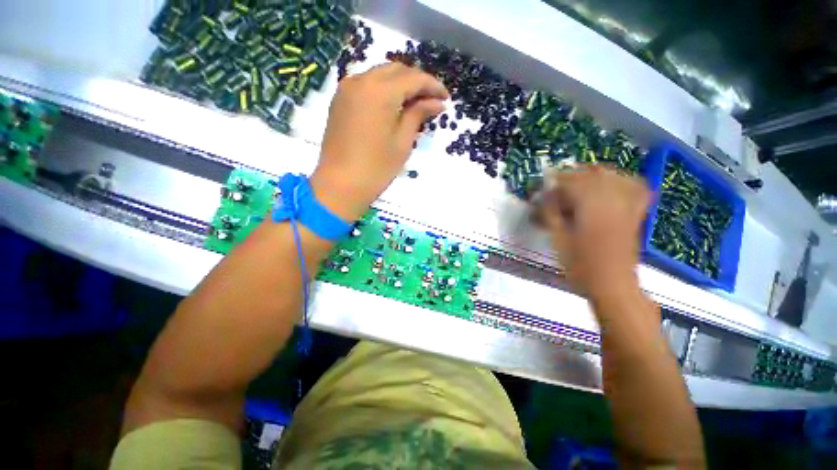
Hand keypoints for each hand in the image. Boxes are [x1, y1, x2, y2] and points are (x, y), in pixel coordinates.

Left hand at [311, 63, 448, 220]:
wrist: (340, 184)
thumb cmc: (376, 168)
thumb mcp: (402, 142)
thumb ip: (418, 115)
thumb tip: (437, 102)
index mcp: (380, 91)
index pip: (413, 78)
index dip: (433, 86)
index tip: (446, 98)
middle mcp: (362, 80)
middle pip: (396, 70)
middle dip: (416, 82)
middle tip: (431, 101)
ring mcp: (347, 88)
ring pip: (380, 75)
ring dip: (399, 84)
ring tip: (414, 104)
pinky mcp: (340, 100)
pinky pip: (366, 85)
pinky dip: (383, 90)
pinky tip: (392, 106)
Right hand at [541, 166, 650, 297]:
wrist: (613, 287)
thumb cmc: (580, 266)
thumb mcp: (558, 241)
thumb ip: (550, 214)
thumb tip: (543, 196)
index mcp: (591, 209)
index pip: (572, 183)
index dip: (554, 181)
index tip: (542, 185)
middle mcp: (612, 202)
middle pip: (593, 175)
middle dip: (571, 175)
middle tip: (555, 184)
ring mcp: (627, 207)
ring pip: (613, 177)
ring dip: (593, 174)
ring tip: (578, 181)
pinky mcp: (634, 215)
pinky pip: (635, 188)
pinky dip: (623, 180)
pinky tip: (612, 184)